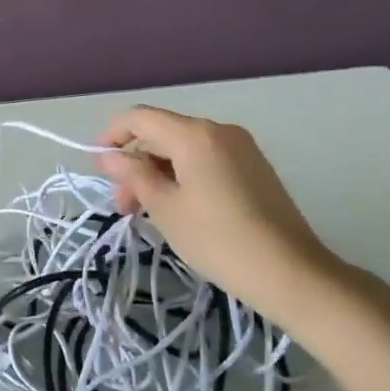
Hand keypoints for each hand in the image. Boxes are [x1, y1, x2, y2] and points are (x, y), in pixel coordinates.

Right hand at [96, 107, 343, 330]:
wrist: (291, 273)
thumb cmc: (217, 239)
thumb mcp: (165, 208)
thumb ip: (134, 175)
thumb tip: (110, 156)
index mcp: (195, 134)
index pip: (139, 117)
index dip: (111, 136)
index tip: (98, 167)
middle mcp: (219, 131)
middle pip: (162, 134)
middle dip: (135, 163)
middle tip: (123, 205)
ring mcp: (241, 149)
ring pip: (183, 150)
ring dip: (157, 174)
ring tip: (146, 213)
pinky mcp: (254, 169)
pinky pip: (205, 161)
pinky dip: (182, 177)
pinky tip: (176, 210)